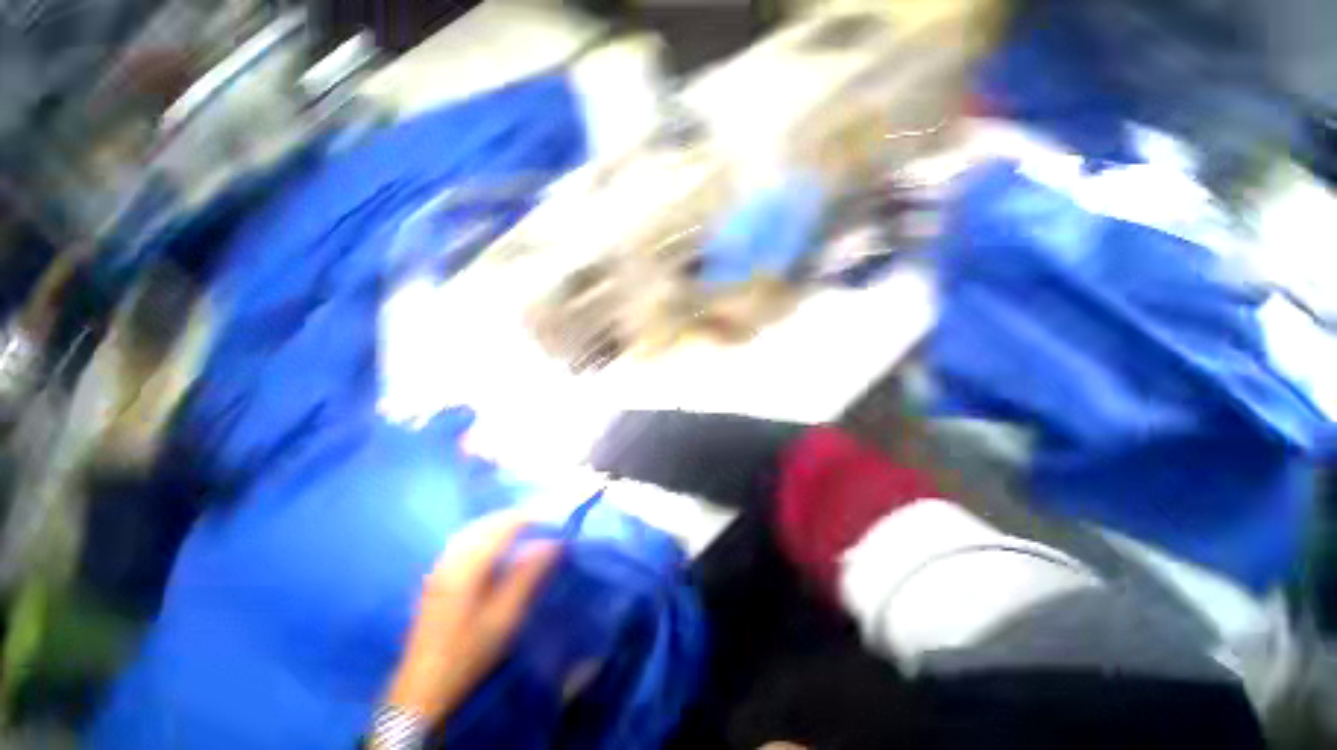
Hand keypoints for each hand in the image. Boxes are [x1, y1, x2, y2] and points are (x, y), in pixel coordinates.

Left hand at [386, 512, 559, 723]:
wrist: (423, 688)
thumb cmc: (469, 653)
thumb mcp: (505, 617)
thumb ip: (529, 576)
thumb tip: (554, 544)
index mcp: (467, 567)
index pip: (503, 526)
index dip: (530, 518)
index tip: (552, 520)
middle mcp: (451, 559)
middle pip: (486, 523)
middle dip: (515, 517)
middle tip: (542, 522)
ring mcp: (440, 568)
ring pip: (473, 530)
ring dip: (499, 524)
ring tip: (524, 528)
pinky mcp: (436, 577)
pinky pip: (463, 541)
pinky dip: (485, 534)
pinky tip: (495, 544)